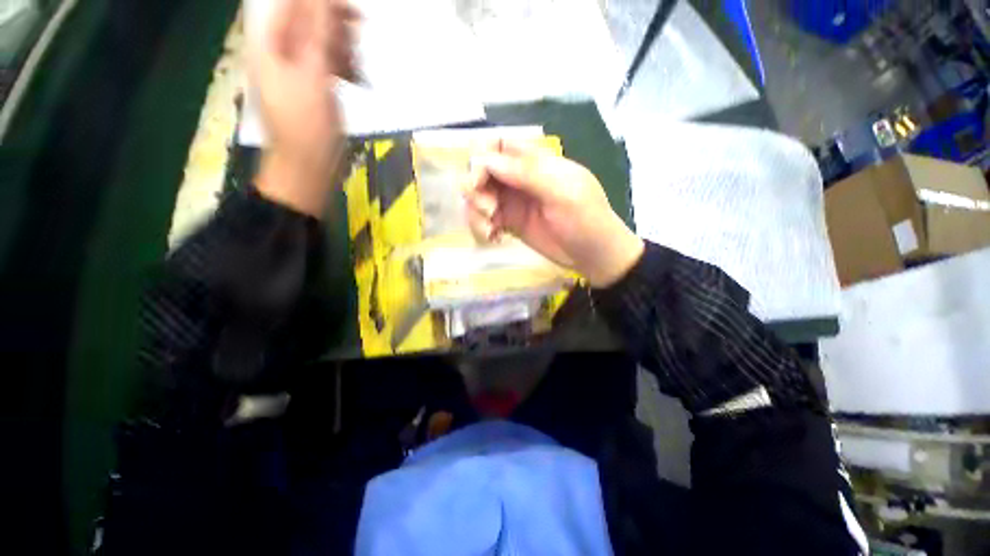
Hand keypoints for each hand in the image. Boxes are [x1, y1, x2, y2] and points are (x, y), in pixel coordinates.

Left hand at [248, 0, 358, 217]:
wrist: (308, 168)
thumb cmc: (308, 127)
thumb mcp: (314, 76)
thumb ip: (318, 33)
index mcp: (269, 42)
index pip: (294, 3)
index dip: (323, 3)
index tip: (354, 14)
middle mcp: (278, 49)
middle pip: (307, 20)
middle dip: (335, 28)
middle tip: (357, 44)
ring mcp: (294, 68)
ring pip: (320, 42)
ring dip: (342, 50)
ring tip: (358, 70)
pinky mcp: (309, 86)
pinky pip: (325, 64)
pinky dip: (342, 68)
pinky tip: (355, 80)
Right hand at [463, 142, 643, 287]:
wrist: (593, 256)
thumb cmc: (586, 220)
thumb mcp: (564, 193)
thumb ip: (528, 173)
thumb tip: (486, 160)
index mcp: (536, 162)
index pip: (497, 145)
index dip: (481, 158)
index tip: (479, 182)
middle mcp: (519, 178)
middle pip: (481, 170)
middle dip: (476, 189)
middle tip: (490, 210)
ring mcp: (513, 202)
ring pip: (478, 196)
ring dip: (476, 211)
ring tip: (490, 230)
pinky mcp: (510, 223)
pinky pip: (484, 219)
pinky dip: (481, 227)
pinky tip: (493, 238)